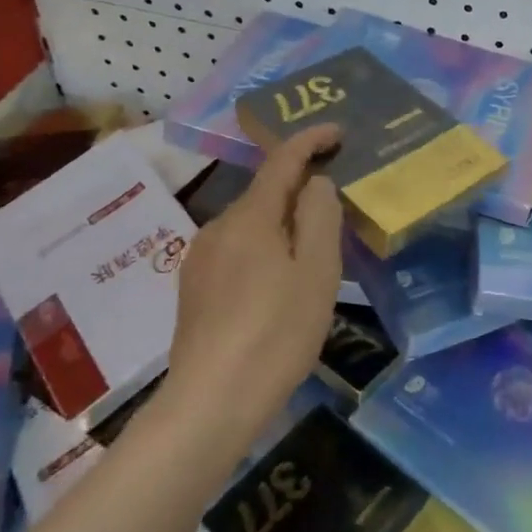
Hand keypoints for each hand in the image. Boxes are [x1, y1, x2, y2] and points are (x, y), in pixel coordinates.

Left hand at [167, 125, 343, 434]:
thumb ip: (319, 217)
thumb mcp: (316, 272)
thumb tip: (314, 183)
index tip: (337, 131)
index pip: (282, 161)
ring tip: (312, 256)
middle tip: (337, 209)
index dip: (310, 140)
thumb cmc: (276, 332)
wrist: (212, 401)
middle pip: (265, 194)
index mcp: (251, 217)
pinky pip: (237, 251)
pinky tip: (277, 287)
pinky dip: (264, 251)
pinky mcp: (194, 288)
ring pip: (251, 226)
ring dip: (282, 226)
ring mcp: (200, 259)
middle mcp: (218, 227)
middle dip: (300, 191)